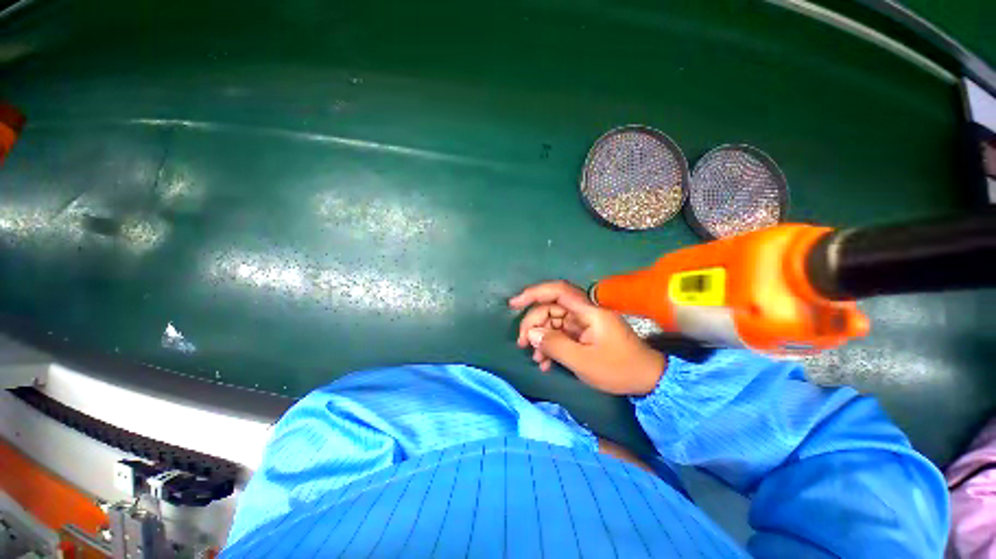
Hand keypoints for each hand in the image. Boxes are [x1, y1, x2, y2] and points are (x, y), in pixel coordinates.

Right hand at [509, 281, 665, 395]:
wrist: (648, 380)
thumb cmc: (619, 369)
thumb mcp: (583, 361)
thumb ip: (555, 345)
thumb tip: (532, 334)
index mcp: (588, 312)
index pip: (557, 291)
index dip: (534, 293)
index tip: (514, 304)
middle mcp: (584, 313)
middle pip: (551, 308)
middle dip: (533, 324)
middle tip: (522, 343)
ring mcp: (583, 324)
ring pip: (553, 323)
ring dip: (541, 338)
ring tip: (535, 358)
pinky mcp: (583, 335)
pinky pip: (561, 335)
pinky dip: (551, 346)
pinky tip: (545, 363)